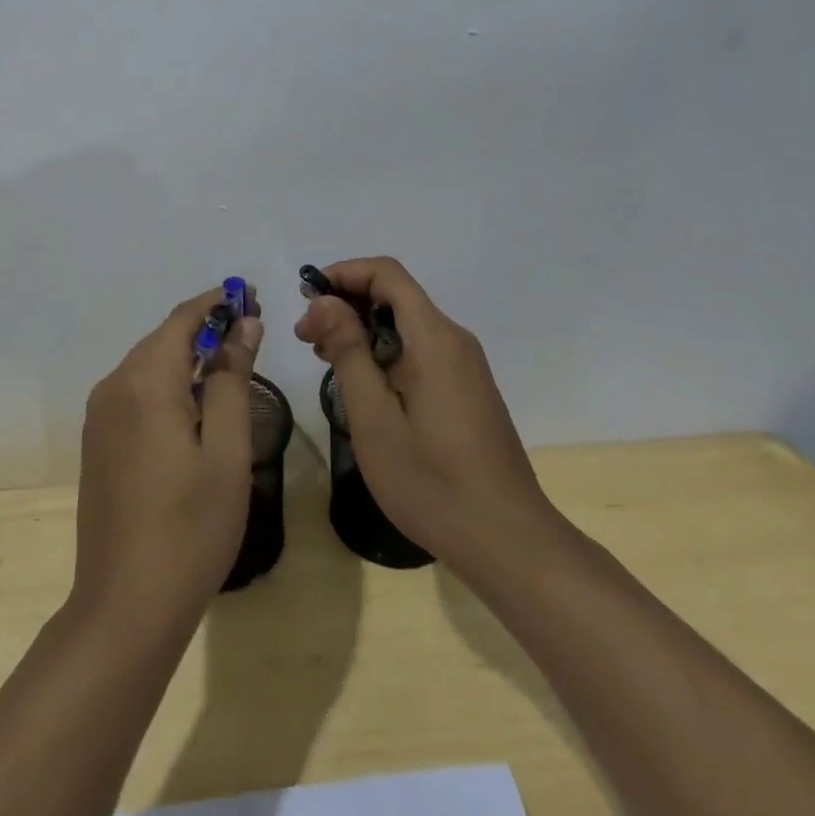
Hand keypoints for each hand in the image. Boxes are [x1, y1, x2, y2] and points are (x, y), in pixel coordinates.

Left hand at [72, 288, 264, 629]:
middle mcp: (114, 386)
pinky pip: (135, 390)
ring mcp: (100, 415)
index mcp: (144, 382)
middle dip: (206, 328)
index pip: (183, 319)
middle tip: (250, 330)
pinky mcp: (98, 440)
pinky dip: (167, 381)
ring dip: (187, 355)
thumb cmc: (190, 528)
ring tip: (230, 363)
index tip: (253, 298)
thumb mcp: (226, 451)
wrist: (125, 606)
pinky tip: (193, 403)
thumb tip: (243, 325)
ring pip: (148, 363)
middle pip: (163, 338)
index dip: (218, 303)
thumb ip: (231, 380)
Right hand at [295, 257, 562, 578]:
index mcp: (434, 337)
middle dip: (346, 304)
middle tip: (306, 339)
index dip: (343, 273)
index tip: (306, 296)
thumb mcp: (374, 417)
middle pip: (395, 295)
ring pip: (406, 324)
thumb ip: (348, 351)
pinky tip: (363, 384)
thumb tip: (324, 301)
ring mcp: (465, 366)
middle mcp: (454, 340)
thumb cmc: (432, 480)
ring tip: (325, 361)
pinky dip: (384, 351)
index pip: (386, 273)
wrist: (508, 542)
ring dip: (362, 330)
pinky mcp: (467, 389)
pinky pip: (419, 349)